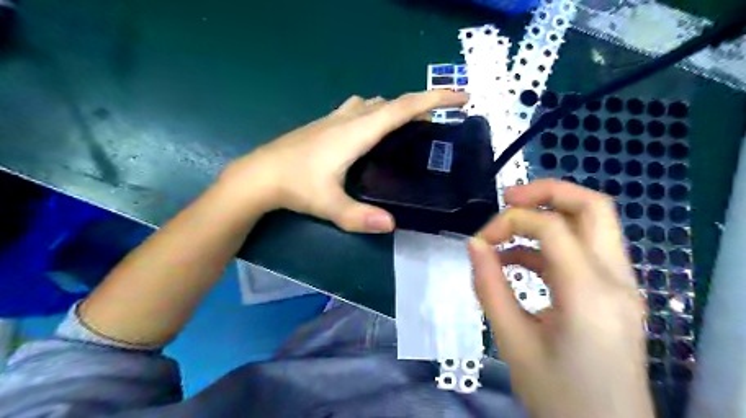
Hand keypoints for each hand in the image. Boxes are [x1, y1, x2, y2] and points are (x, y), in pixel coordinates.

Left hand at [220, 90, 468, 231]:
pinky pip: (361, 108)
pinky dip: (378, 111)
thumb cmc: (294, 186)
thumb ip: (359, 217)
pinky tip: (376, 130)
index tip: (461, 96)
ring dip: (397, 107)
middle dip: (421, 104)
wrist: (259, 175)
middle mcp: (349, 118)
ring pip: (375, 103)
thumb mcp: (329, 205)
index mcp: (356, 132)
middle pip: (392, 102)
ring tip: (412, 125)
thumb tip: (391, 225)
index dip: (433, 98)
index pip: (402, 108)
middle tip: (440, 119)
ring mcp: (335, 118)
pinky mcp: (326, 123)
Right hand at [467, 180, 653, 417]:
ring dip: (548, 217)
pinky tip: (518, 261)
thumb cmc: (557, 395)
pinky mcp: (614, 293)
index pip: (552, 227)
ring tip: (506, 234)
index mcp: (590, 293)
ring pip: (592, 223)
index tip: (480, 241)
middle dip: (546, 193)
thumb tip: (473, 244)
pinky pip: (583, 250)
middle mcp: (617, 280)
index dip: (510, 221)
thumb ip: (490, 287)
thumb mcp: (512, 342)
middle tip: (507, 199)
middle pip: (593, 206)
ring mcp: (621, 285)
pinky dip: (550, 244)